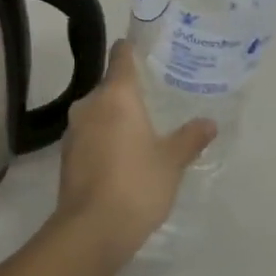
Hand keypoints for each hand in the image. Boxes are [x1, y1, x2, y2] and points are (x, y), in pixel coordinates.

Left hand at [55, 41, 214, 265]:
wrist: (91, 228)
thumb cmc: (136, 184)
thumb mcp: (171, 162)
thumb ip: (189, 138)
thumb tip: (209, 122)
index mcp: (115, 95)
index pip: (120, 57)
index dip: (130, 49)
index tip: (143, 48)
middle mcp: (89, 104)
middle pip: (109, 86)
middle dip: (127, 91)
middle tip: (154, 99)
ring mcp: (74, 129)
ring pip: (97, 111)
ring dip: (114, 117)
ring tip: (140, 129)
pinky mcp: (67, 153)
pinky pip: (89, 134)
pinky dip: (103, 137)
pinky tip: (120, 156)